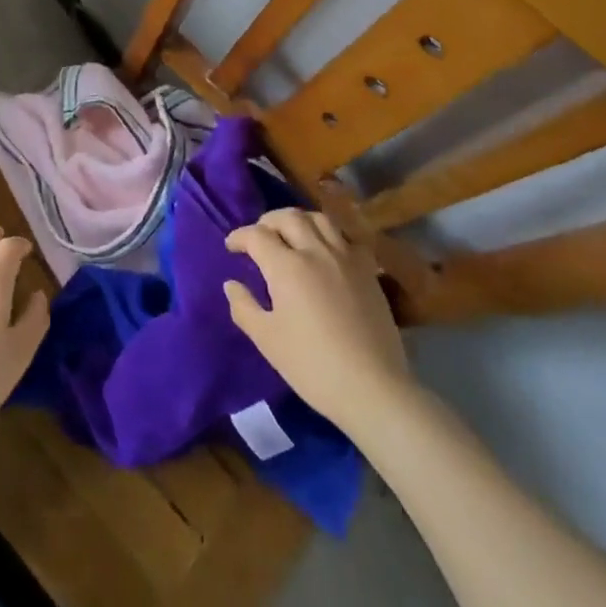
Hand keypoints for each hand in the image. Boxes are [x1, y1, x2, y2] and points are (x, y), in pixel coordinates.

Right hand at [224, 207, 412, 432]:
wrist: (374, 389)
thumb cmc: (313, 366)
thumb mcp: (267, 340)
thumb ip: (244, 307)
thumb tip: (231, 284)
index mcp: (286, 266)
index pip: (256, 235)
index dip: (239, 237)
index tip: (232, 247)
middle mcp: (315, 251)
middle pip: (288, 217)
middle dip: (267, 222)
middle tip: (259, 237)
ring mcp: (345, 258)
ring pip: (319, 219)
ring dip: (299, 221)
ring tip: (292, 236)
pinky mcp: (368, 271)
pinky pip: (347, 238)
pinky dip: (331, 236)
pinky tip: (327, 253)